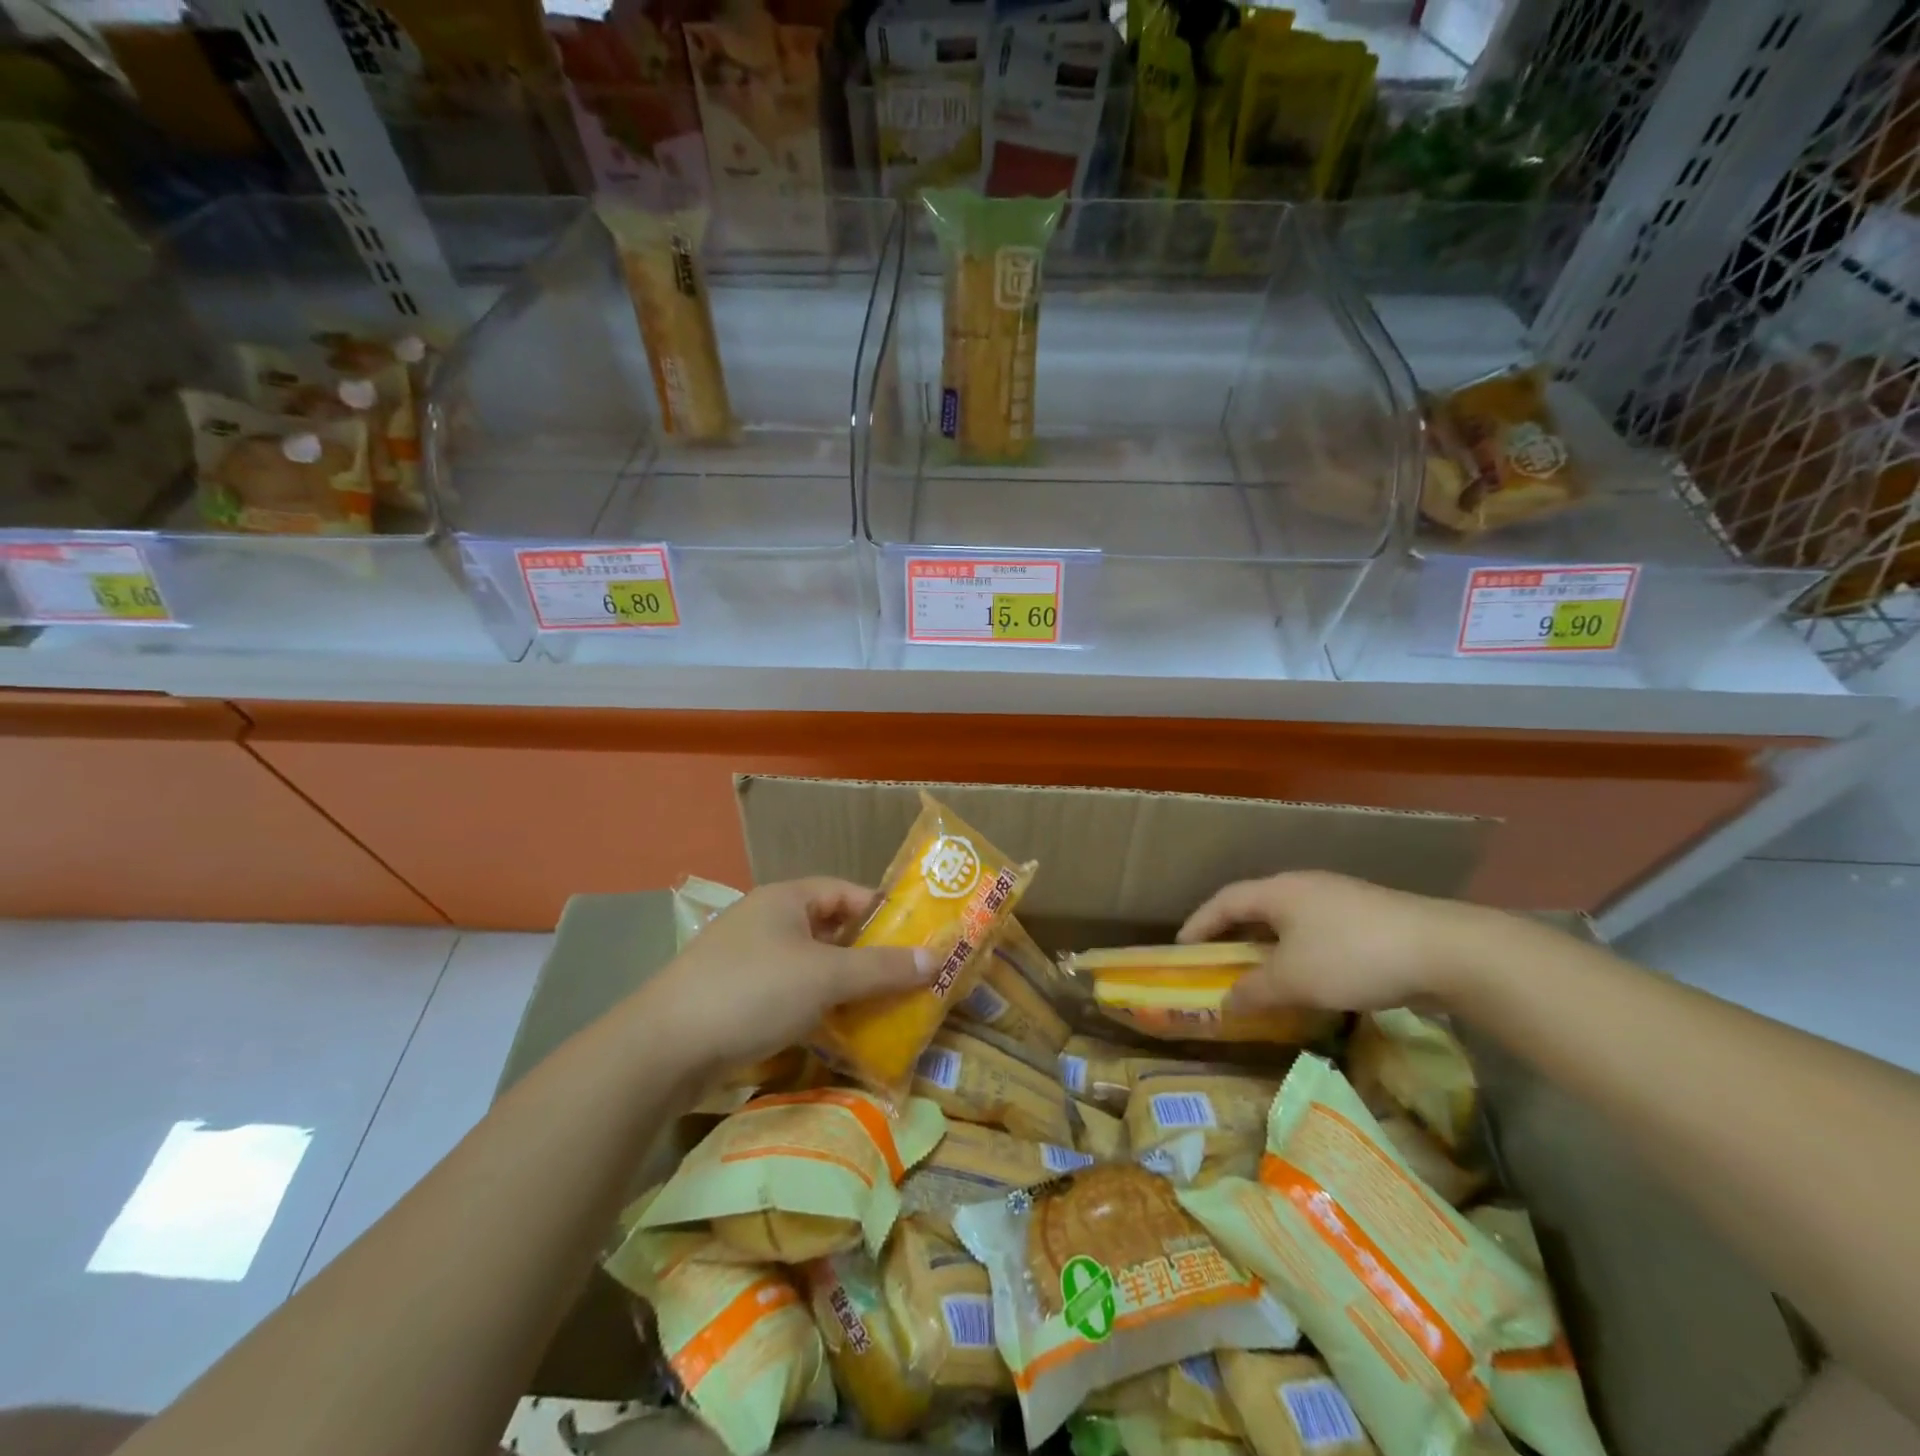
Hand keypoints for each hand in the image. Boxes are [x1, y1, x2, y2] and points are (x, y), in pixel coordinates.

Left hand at [639, 877, 932, 1075]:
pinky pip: (791, 993)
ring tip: (883, 1009)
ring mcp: (749, 960)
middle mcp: (768, 920)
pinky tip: (839, 1032)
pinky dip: (818, 1007)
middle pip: (832, 930)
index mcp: (786, 898)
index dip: (884, 912)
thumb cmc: (752, 992)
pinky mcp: (737, 997)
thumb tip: (936, 958)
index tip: (918, 939)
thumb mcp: (825, 976)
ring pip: (812, 966)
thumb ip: (881, 968)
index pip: (848, 892)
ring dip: (845, 985)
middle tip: (908, 979)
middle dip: (869, 955)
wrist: (663, 1049)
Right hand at [1177, 870, 1494, 1015]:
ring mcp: (1340, 899)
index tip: (1182, 947)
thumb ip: (1254, 991)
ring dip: (1271, 947)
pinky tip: (1313, 979)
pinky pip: (1319, 932)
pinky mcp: (1369, 918)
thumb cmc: (1352, 956)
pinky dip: (1302, 953)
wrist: (1444, 950)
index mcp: (1278, 891)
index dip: (1199, 922)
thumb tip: (1225, 1002)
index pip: (1225, 901)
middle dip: (1235, 935)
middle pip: (1257, 907)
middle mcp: (1305, 886)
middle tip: (1219, 962)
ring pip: (1291, 921)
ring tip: (1264, 976)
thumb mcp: (1293, 980)